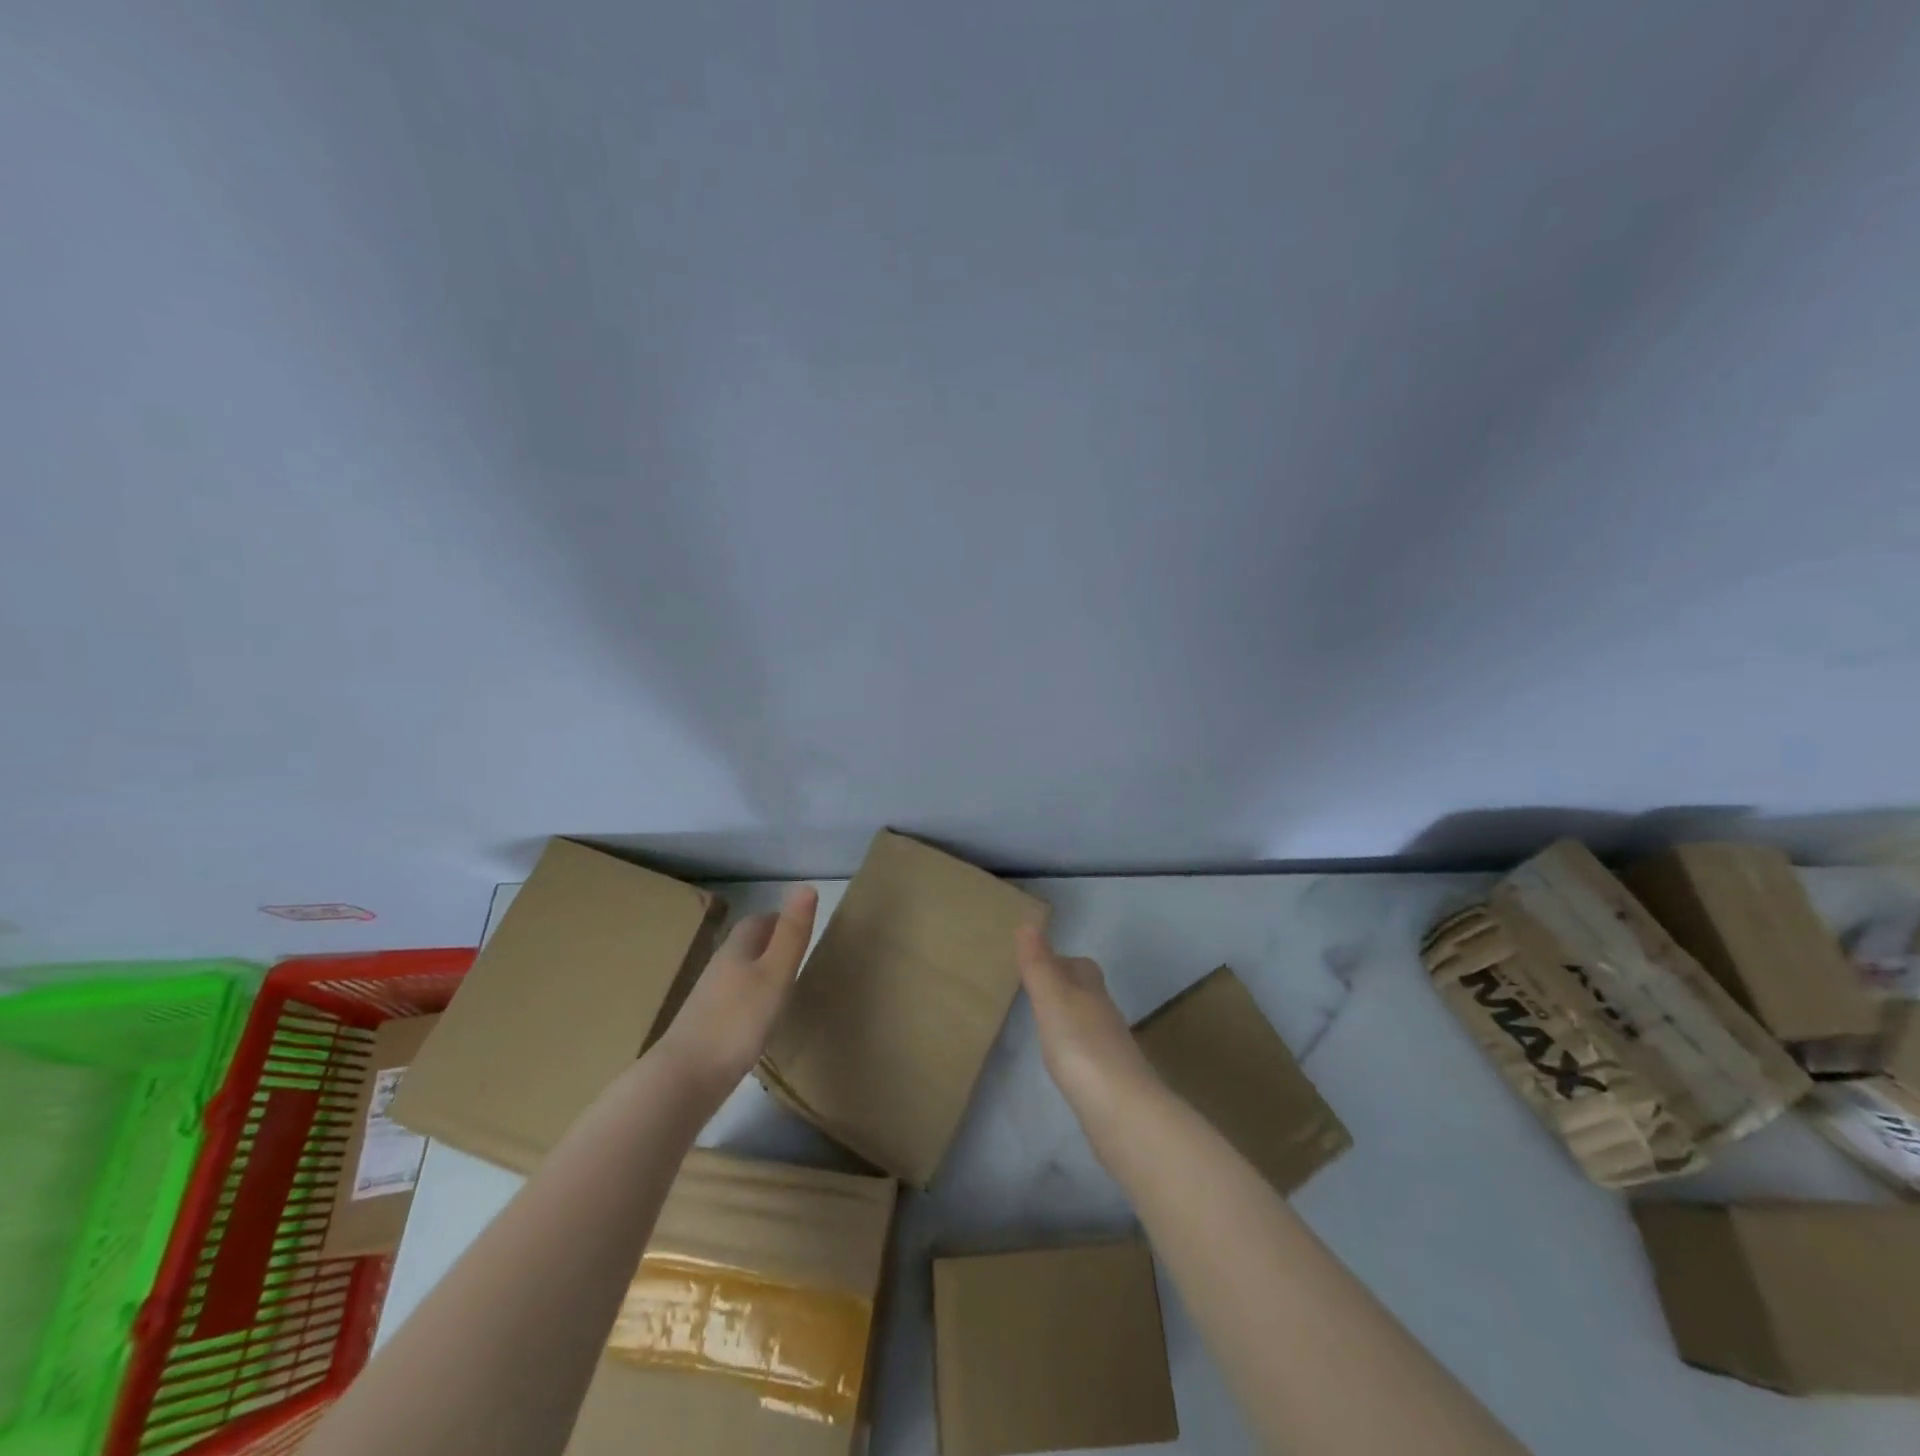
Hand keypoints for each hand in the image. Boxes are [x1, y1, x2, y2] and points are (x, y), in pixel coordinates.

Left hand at [653, 886, 817, 1094]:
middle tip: (798, 954)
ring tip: (785, 986)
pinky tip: (761, 1021)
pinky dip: (750, 1002)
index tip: (802, 928)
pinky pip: (732, 1002)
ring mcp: (707, 1001)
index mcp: (736, 950)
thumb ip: (791, 934)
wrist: (685, 1079)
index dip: (779, 919)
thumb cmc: (737, 1021)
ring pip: (738, 974)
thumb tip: (805, 886)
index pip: (758, 922)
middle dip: (770, 943)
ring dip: (759, 973)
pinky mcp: (705, 1029)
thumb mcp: (775, 974)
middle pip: (745, 946)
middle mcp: (718, 969)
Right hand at [1016, 923, 1160, 1122]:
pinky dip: (1075, 1052)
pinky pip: (1090, 1055)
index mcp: (1091, 992)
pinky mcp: (1110, 1083)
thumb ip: (1039, 964)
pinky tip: (1062, 1064)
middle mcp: (1105, 1016)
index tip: (1037, 964)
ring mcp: (1111, 1051)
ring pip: (1089, 1024)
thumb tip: (1028, 921)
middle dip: (1066, 989)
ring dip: (1070, 1021)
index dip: (1062, 961)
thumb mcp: (1052, 998)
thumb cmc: (1080, 1045)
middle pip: (1088, 993)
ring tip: (1044, 1027)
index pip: (1082, 966)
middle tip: (1037, 994)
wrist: (1121, 1110)